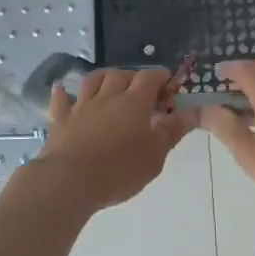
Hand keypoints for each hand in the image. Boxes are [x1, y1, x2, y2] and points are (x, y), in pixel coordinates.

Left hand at [25, 67, 196, 213]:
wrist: (70, 180)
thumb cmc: (120, 170)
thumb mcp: (155, 155)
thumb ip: (173, 131)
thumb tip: (193, 112)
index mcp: (134, 103)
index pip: (149, 78)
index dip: (160, 76)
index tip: (168, 82)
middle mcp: (108, 97)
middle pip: (121, 75)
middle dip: (134, 76)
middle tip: (142, 89)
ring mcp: (82, 106)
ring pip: (92, 80)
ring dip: (104, 77)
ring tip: (110, 83)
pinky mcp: (61, 120)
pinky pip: (61, 101)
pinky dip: (63, 94)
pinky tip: (62, 89)